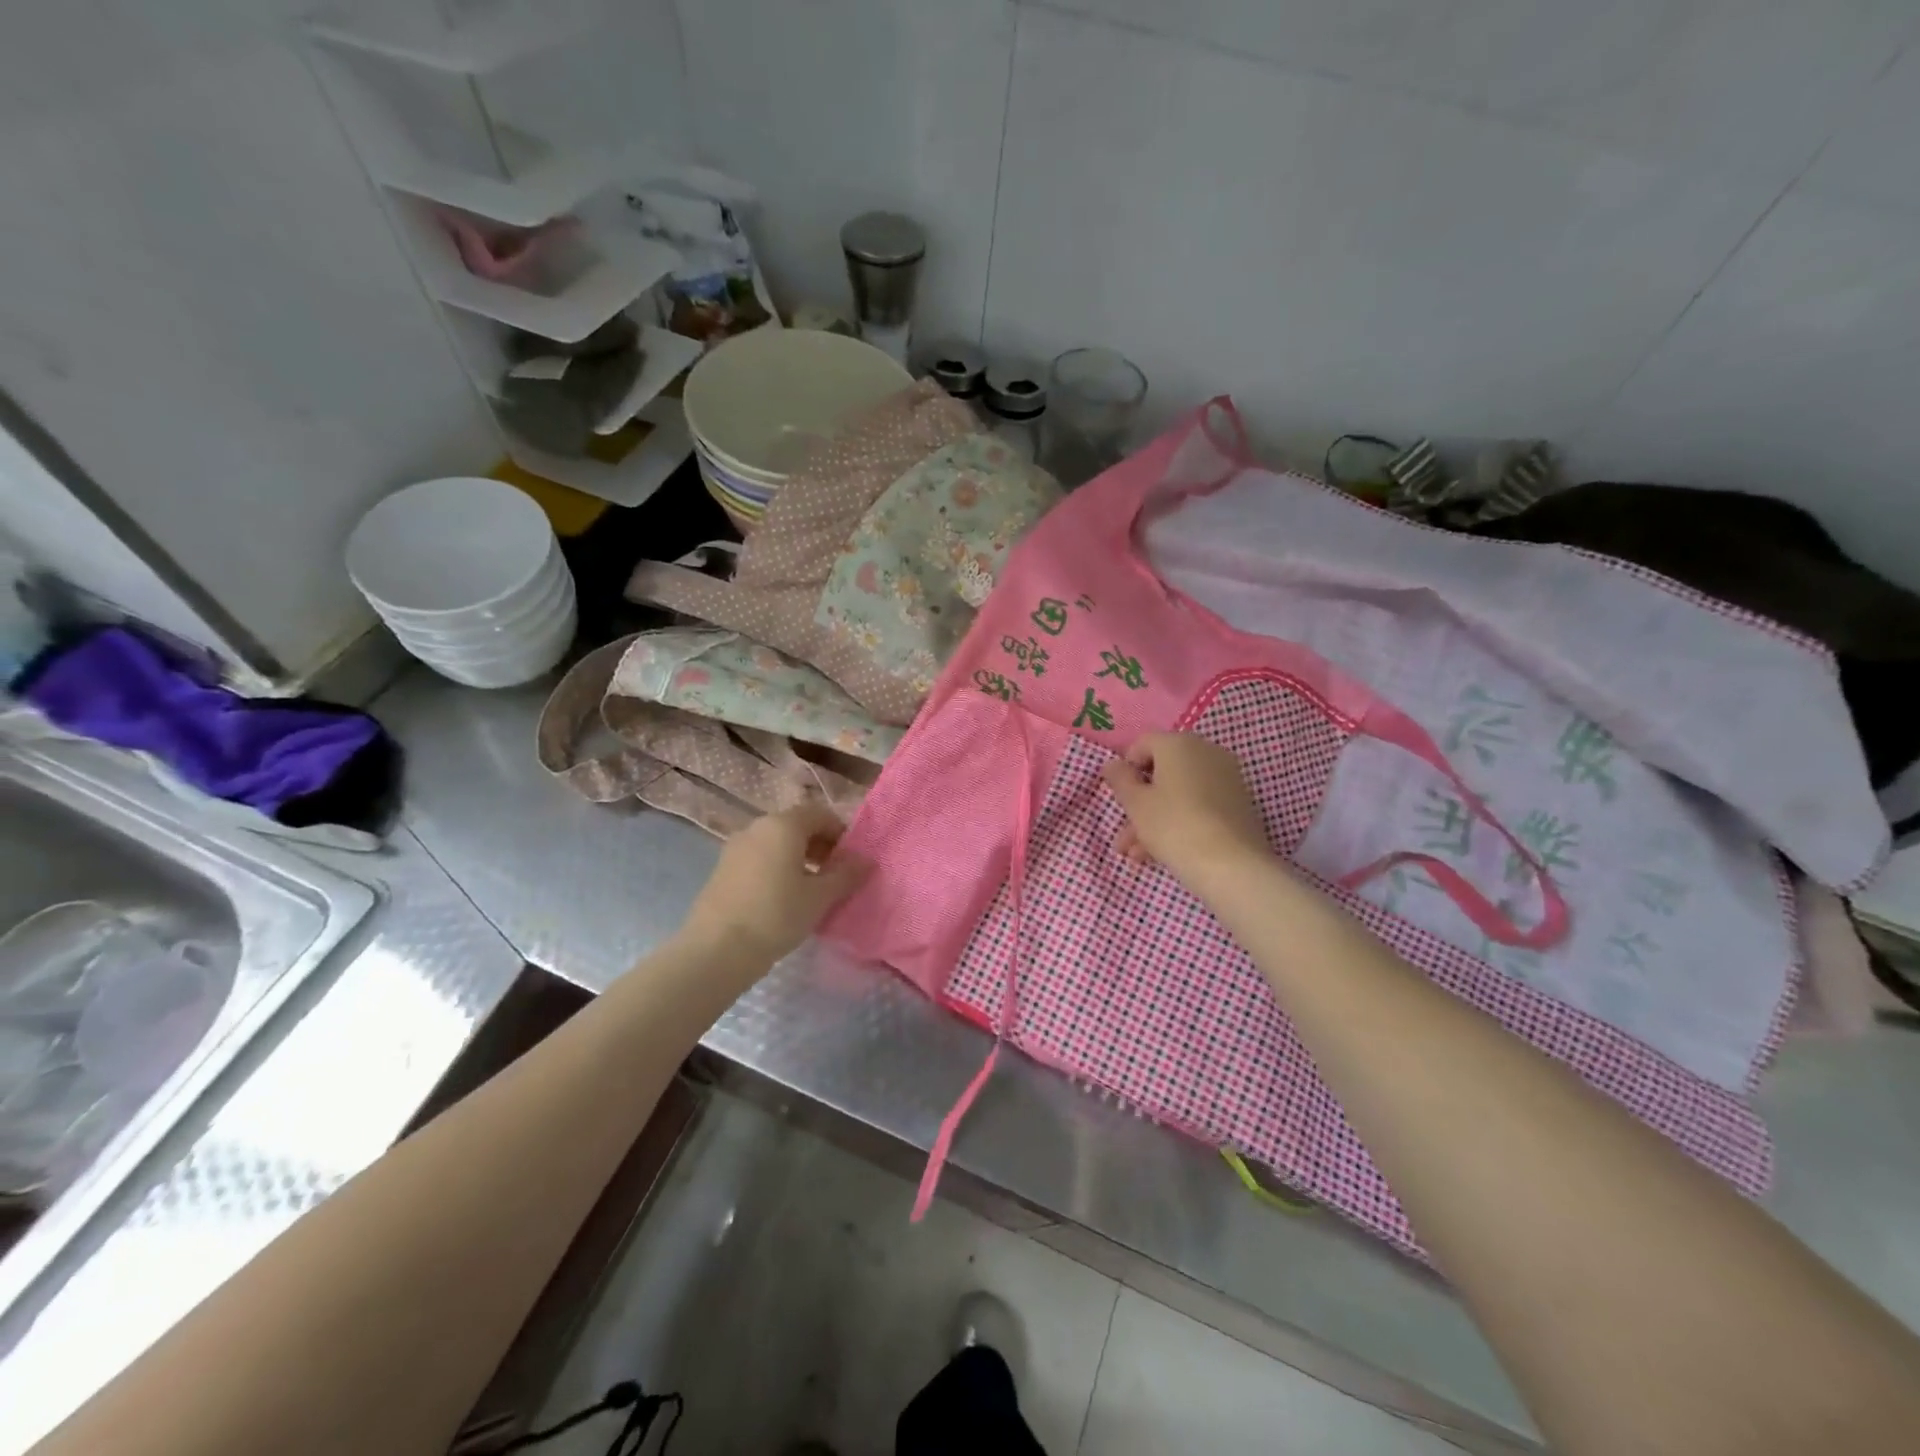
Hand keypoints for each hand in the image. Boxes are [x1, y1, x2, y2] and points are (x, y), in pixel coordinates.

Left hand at [679, 802, 868, 971]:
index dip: (840, 832)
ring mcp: (735, 847)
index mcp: (783, 825)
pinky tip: (782, 899)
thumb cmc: (776, 916)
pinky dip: (776, 868)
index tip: (850, 860)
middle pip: (796, 825)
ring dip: (798, 858)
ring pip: (776, 843)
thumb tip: (866, 860)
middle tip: (834, 876)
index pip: (820, 813)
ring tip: (810, 890)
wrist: (716, 950)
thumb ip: (846, 875)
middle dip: (820, 845)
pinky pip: (758, 858)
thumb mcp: (820, 897)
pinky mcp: (722, 869)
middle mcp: (757, 827)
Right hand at [1103, 733, 1270, 890]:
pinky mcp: (1238, 805)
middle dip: (1139, 803)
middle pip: (1161, 772)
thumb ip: (1120, 779)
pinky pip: (1199, 806)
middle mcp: (1207, 752)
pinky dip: (1180, 822)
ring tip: (1137, 855)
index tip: (1119, 797)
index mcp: (1179, 743)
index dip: (1125, 769)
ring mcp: (1226, 779)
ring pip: (1179, 793)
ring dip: (1154, 819)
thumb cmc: (1174, 826)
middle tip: (1124, 836)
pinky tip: (1161, 853)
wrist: (1232, 866)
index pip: (1143, 743)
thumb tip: (1113, 765)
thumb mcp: (1136, 804)